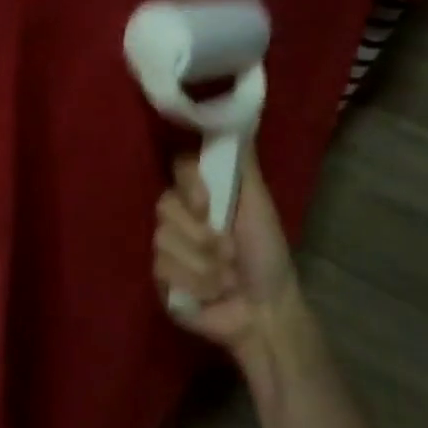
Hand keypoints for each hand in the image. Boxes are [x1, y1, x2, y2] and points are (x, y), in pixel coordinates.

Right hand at [154, 151, 326, 388]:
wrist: (265, 312)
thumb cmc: (267, 255)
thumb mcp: (260, 204)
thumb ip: (243, 164)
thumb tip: (237, 115)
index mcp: (203, 193)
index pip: (178, 169)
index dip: (190, 188)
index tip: (208, 206)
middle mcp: (181, 215)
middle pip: (165, 206)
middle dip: (203, 236)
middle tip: (230, 253)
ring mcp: (167, 247)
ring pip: (163, 240)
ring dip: (204, 265)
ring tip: (226, 279)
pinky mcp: (159, 278)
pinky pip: (162, 269)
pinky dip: (195, 283)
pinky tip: (211, 294)